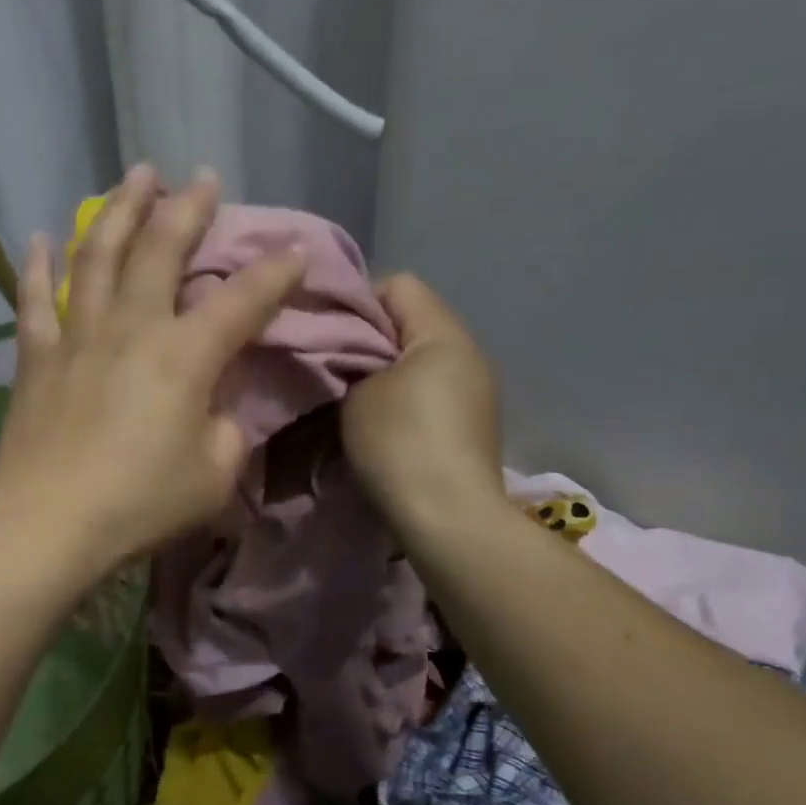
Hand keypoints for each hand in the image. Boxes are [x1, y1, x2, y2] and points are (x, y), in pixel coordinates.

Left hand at [0, 165, 305, 574]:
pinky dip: (37, 265)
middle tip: (203, 178)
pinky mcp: (37, 357)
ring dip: (120, 210)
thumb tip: (215, 411)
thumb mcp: (213, 477)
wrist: (49, 524)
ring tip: (135, 177)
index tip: (296, 249)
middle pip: (161, 250)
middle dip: (188, 209)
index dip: (275, 272)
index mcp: (185, 355)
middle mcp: (132, 328)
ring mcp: (78, 335)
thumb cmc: (140, 503)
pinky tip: (41, 236)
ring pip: (98, 255)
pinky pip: (34, 299)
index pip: (242, 300)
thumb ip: (227, 433)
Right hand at [343, 274, 508, 528]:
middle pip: (411, 322)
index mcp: (443, 334)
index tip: (328, 335)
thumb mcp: (357, 393)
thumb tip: (348, 350)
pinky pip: (432, 391)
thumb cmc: (399, 444)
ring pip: (420, 360)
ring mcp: (477, 391)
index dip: (357, 302)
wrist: (450, 520)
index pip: (398, 284)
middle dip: (370, 340)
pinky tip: (384, 426)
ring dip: (386, 373)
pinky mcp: (474, 424)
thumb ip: (350, 358)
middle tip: (333, 368)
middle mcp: (469, 353)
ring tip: (355, 400)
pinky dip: (405, 399)